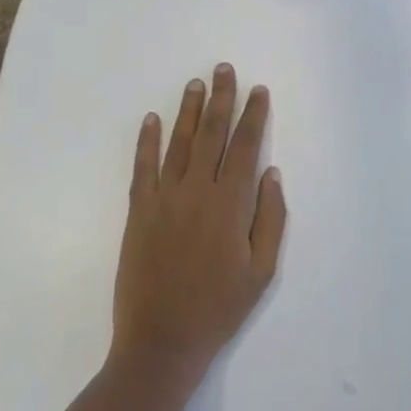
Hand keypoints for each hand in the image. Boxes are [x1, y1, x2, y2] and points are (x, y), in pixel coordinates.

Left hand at [111, 65, 287, 385]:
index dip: (253, 115)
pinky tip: (151, 119)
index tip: (258, 90)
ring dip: (189, 110)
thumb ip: (270, 219)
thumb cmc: (218, 309)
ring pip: (179, 143)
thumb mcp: (261, 271)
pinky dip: (147, 141)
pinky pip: (143, 167)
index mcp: (230, 204)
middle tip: (223, 68)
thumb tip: (272, 173)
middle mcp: (197, 191)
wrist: (161, 342)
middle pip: (212, 134)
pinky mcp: (138, 211)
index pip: (245, 147)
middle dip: (221, 98)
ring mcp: (164, 198)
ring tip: (196, 83)